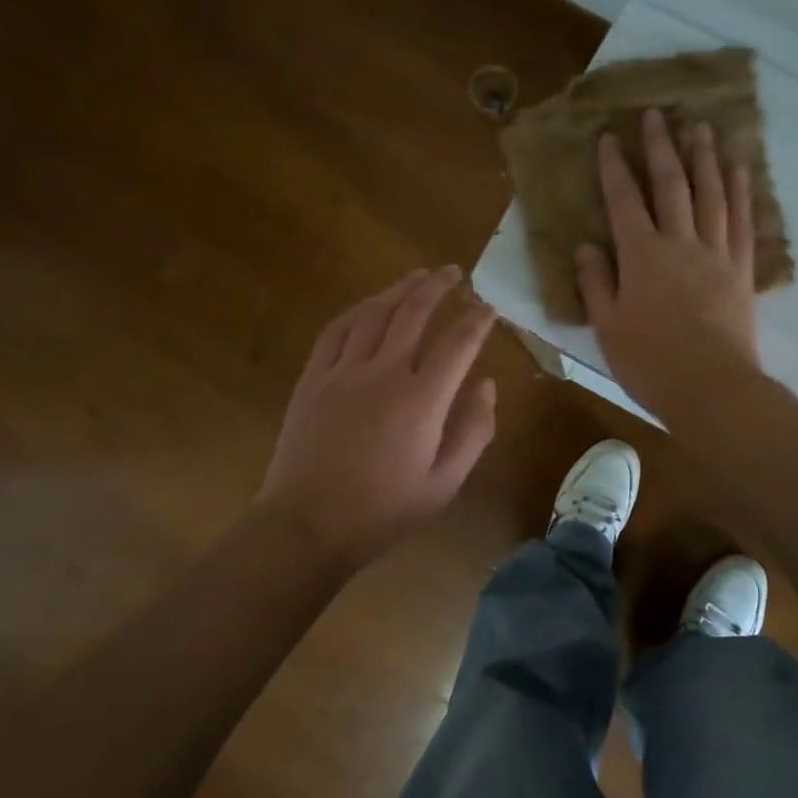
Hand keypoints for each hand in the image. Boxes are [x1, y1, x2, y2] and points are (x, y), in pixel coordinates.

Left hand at [256, 267, 498, 567]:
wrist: (308, 525)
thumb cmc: (383, 511)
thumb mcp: (445, 483)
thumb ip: (474, 431)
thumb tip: (487, 385)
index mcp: (422, 400)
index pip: (458, 343)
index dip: (478, 320)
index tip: (489, 307)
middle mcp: (384, 373)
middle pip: (415, 313)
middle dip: (439, 287)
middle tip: (455, 272)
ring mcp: (343, 371)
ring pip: (375, 313)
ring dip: (400, 289)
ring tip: (418, 276)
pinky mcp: (313, 378)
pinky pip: (336, 330)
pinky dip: (357, 310)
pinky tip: (369, 304)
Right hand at [575, 108, 760, 418]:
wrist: (712, 388)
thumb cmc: (650, 361)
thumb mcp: (608, 326)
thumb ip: (596, 282)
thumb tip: (587, 246)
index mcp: (641, 255)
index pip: (624, 200)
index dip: (614, 167)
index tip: (609, 137)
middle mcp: (680, 242)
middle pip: (671, 184)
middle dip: (661, 147)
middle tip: (657, 114)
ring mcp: (715, 253)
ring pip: (711, 194)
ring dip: (705, 158)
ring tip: (702, 127)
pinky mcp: (741, 270)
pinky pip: (741, 221)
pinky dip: (741, 192)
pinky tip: (740, 171)